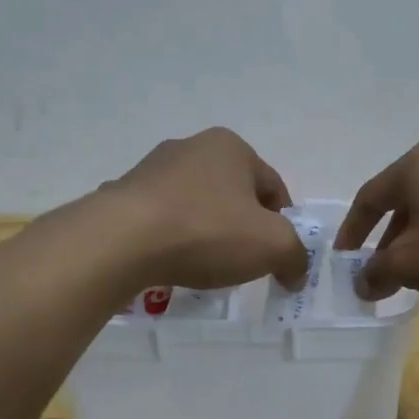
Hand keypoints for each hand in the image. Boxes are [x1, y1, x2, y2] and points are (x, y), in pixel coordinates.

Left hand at [102, 128, 310, 291]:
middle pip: (234, 194)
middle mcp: (191, 147)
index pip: (273, 187)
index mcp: (231, 147)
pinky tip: (172, 262)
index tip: (278, 256)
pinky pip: (163, 219)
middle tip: (244, 261)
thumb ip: (295, 256)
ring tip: (206, 266)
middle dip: (244, 227)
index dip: (283, 224)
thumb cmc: (208, 232)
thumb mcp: (273, 246)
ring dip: (208, 232)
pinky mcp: (124, 195)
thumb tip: (296, 271)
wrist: (121, 241)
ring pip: (197, 205)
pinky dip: (174, 239)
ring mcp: (152, 169)